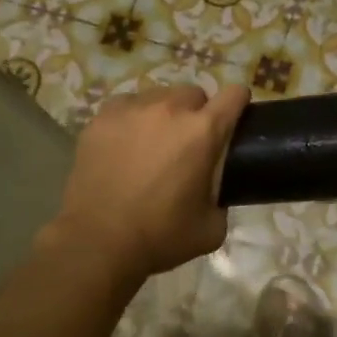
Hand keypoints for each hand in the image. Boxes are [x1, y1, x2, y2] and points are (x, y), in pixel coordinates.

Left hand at [46, 83, 249, 293]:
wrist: (97, 243)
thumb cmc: (160, 236)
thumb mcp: (212, 227)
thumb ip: (223, 195)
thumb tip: (217, 186)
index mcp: (203, 131)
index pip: (234, 94)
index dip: (238, 104)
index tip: (234, 119)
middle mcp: (170, 109)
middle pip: (194, 93)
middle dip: (197, 113)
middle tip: (188, 144)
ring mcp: (132, 109)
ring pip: (159, 96)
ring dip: (164, 114)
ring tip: (153, 143)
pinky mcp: (102, 117)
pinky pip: (127, 105)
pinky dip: (132, 119)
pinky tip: (125, 144)